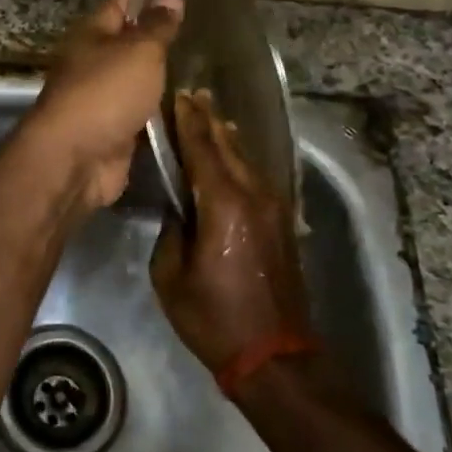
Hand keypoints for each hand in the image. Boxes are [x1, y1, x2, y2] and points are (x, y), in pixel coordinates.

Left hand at [22, 0, 183, 211]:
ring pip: (135, 80)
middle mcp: (92, 62)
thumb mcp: (138, 51)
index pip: (121, 3)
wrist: (76, 159)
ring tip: (202, 64)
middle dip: (158, 37)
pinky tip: (188, 105)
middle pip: (128, 43)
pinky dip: (159, 110)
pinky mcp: (112, 131)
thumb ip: (157, 26)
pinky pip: (140, 113)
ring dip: (160, 76)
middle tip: (202, 28)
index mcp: (91, 34)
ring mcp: (101, 99)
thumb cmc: (105, 92)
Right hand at [151, 89, 312, 372]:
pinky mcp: (281, 222)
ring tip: (209, 115)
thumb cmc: (214, 318)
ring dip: (225, 136)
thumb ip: (171, 232)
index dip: (186, 121)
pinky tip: (231, 155)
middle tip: (191, 95)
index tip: (175, 96)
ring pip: (246, 158)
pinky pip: (255, 176)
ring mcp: (273, 208)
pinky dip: (239, 158)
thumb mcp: (170, 276)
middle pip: (228, 145)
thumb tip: (178, 210)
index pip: (202, 148)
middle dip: (207, 119)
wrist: (275, 356)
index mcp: (224, 205)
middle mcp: (253, 196)